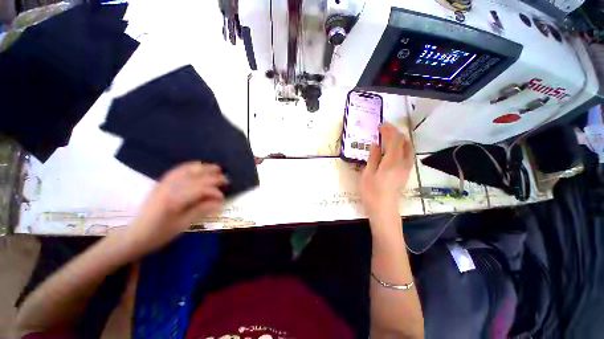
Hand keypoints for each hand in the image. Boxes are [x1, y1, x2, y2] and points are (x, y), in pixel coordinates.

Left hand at [125, 162, 226, 253]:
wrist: (134, 236)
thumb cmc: (159, 234)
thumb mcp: (183, 225)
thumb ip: (201, 209)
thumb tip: (219, 202)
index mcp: (174, 200)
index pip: (200, 189)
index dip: (214, 192)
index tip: (223, 197)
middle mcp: (168, 188)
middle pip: (195, 177)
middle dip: (213, 176)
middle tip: (226, 178)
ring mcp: (163, 184)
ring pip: (186, 170)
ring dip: (203, 167)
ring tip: (215, 168)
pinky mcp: (161, 183)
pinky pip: (177, 170)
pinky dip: (189, 166)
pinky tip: (197, 166)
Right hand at [360, 123, 413, 223]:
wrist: (383, 209)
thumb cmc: (371, 192)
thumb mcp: (367, 173)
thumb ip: (373, 157)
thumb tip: (375, 144)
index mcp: (391, 162)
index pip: (394, 140)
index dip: (388, 130)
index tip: (381, 125)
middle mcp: (403, 163)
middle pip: (404, 142)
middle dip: (395, 133)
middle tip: (384, 129)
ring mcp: (406, 168)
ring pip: (408, 148)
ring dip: (400, 139)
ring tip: (390, 136)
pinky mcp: (406, 173)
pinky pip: (408, 154)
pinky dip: (402, 147)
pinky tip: (394, 148)